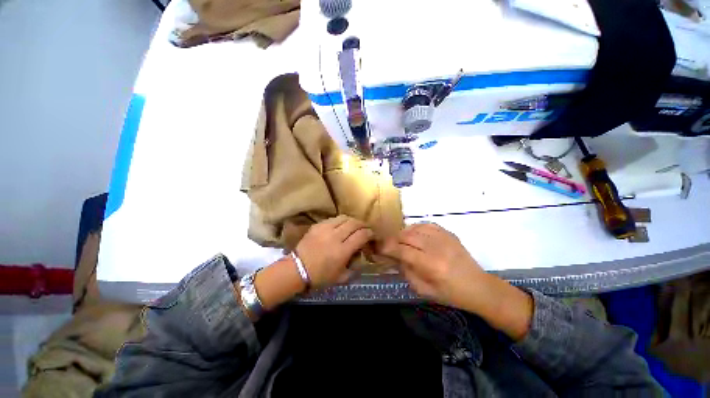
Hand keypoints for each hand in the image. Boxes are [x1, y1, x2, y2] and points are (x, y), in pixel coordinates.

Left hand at [295, 215, 373, 288]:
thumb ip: (355, 267)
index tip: (372, 235)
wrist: (297, 269)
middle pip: (354, 223)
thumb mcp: (342, 277)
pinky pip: (333, 219)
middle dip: (363, 225)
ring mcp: (325, 229)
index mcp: (342, 251)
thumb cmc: (320, 276)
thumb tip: (362, 255)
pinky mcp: (317, 225)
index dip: (370, 233)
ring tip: (354, 225)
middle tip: (365, 229)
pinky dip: (341, 221)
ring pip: (344, 218)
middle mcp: (335, 236)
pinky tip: (341, 226)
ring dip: (352, 221)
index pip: (361, 235)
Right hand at [378, 222, 532, 340]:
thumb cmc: (450, 294)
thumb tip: (393, 257)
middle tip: (388, 245)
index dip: (387, 247)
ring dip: (403, 233)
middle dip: (393, 239)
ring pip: (415, 228)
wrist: (479, 287)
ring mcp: (443, 237)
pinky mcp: (448, 233)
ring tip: (400, 240)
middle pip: (406, 235)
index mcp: (430, 265)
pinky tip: (414, 234)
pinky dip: (416, 228)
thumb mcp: (424, 290)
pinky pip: (426, 224)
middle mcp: (436, 247)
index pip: (402, 249)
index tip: (378, 247)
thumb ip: (406, 272)